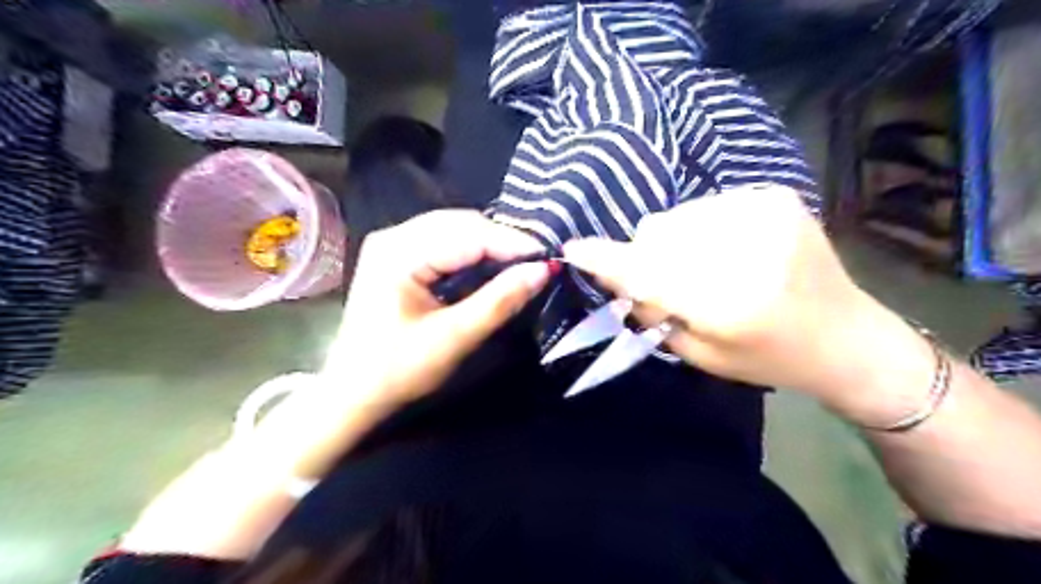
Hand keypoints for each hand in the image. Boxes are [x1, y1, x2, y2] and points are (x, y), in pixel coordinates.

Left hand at [325, 211, 551, 408]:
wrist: (353, 394)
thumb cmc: (398, 371)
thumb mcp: (454, 337)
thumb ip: (500, 301)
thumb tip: (543, 270)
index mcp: (399, 252)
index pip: (468, 234)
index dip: (513, 243)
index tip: (550, 257)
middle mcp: (394, 236)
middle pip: (461, 224)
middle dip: (503, 240)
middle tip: (539, 261)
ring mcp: (393, 244)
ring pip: (455, 230)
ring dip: (490, 244)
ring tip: (522, 262)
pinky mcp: (397, 257)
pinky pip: (444, 243)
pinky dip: (472, 252)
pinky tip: (492, 264)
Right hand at [562, 184, 935, 416]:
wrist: (846, 336)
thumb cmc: (767, 357)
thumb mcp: (698, 352)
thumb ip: (651, 310)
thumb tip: (614, 273)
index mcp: (727, 302)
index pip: (646, 271)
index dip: (605, 260)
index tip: (574, 250)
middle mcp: (745, 250)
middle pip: (656, 233)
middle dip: (646, 255)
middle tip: (667, 280)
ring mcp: (763, 214)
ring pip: (677, 216)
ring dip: (674, 240)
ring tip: (704, 264)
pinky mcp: (774, 196)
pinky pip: (705, 205)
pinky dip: (701, 227)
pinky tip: (728, 249)